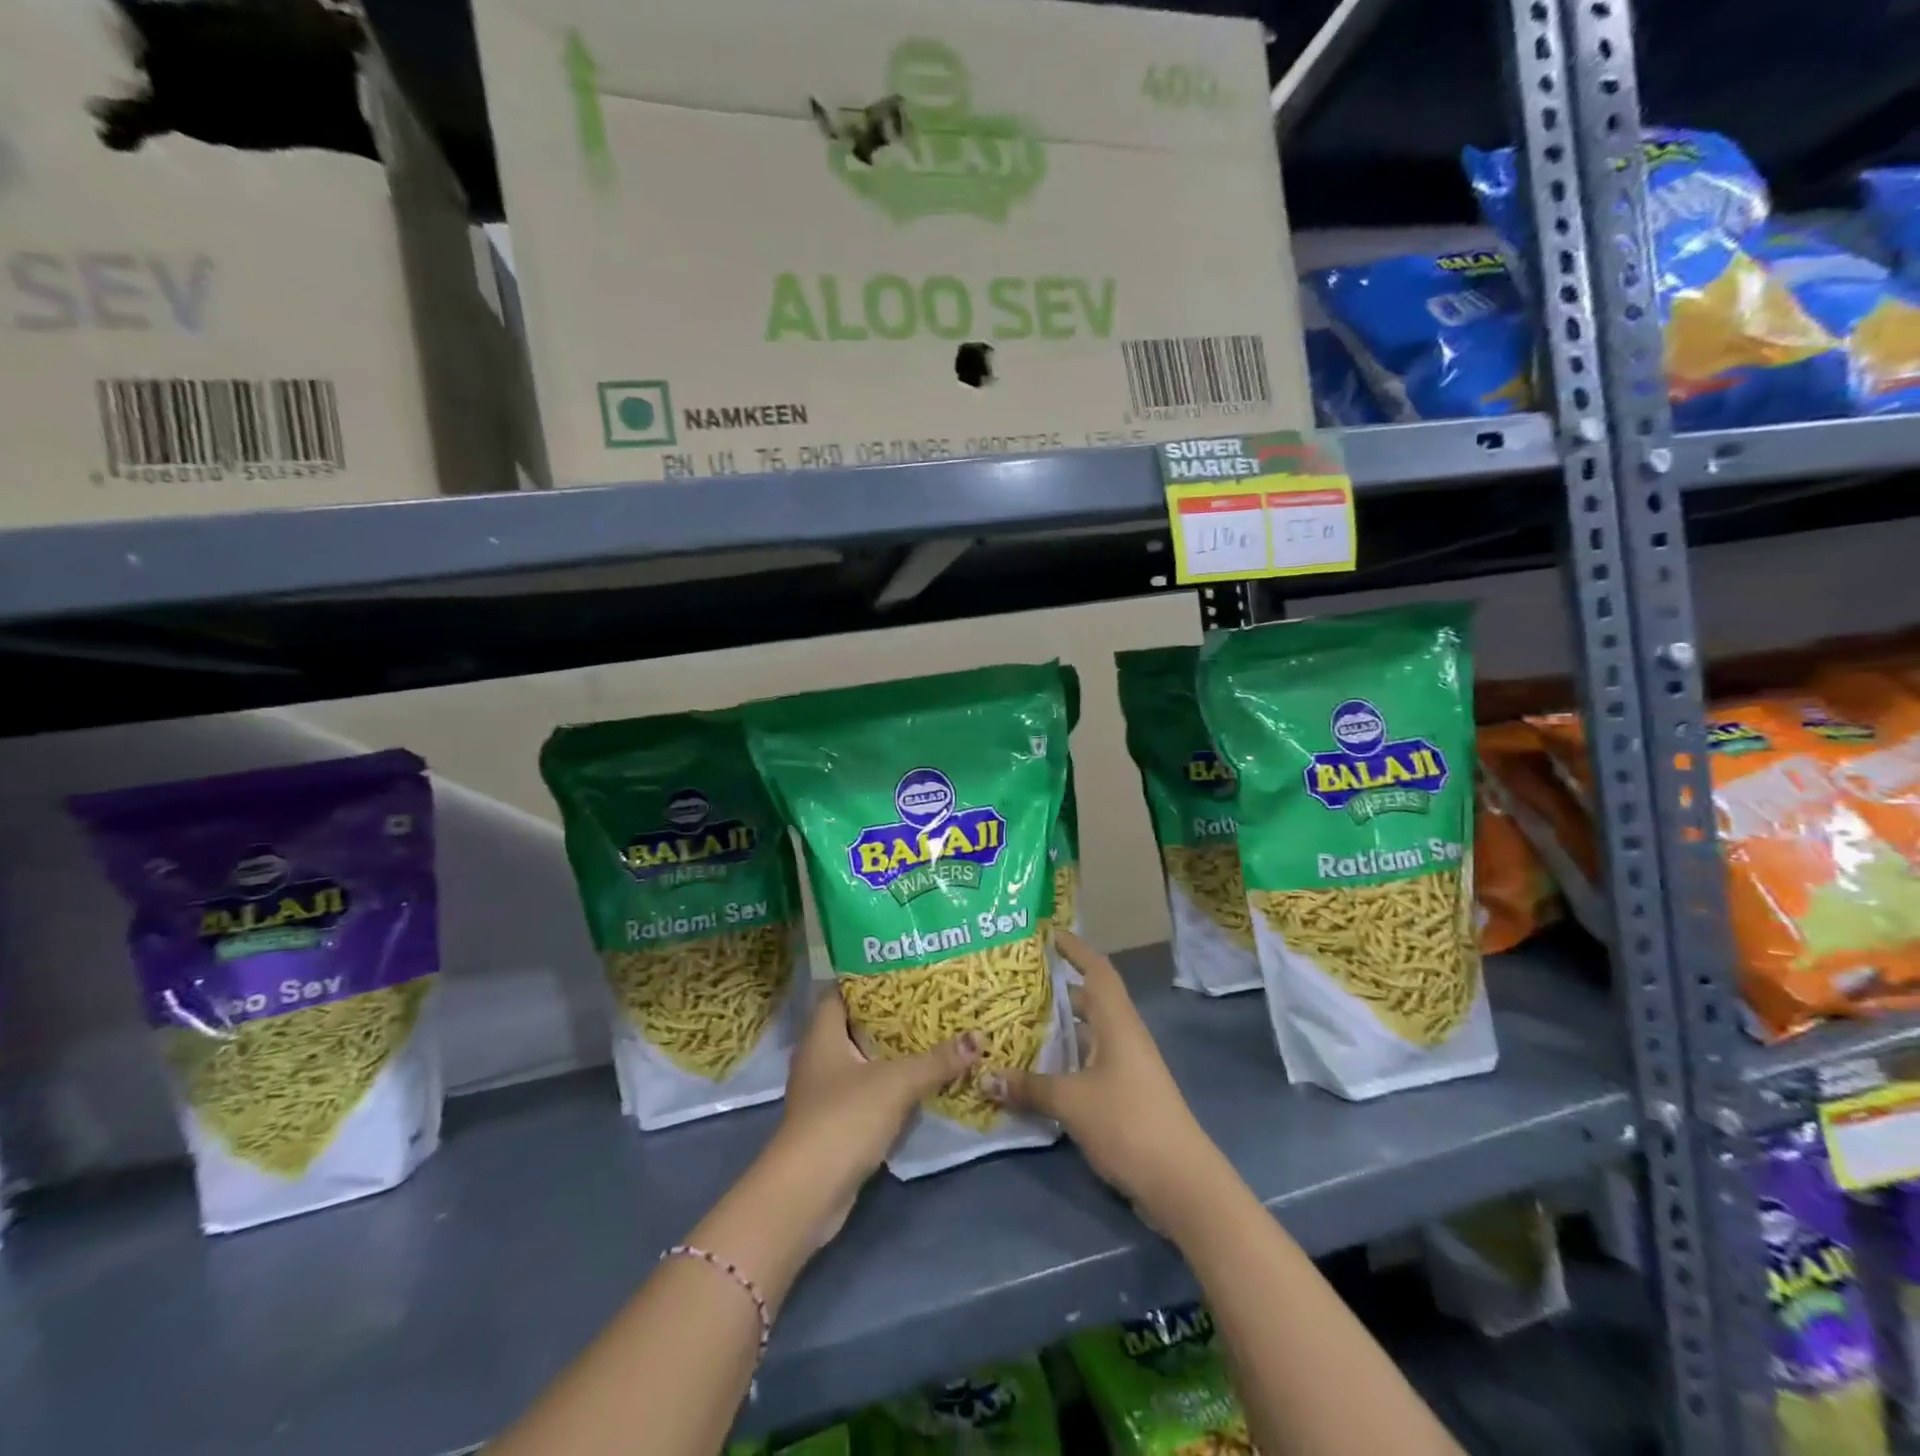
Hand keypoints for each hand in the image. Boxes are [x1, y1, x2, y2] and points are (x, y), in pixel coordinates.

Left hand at [768, 987, 980, 1245]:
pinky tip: (917, 1080)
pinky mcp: (834, 1122)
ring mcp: (823, 1092)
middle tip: (927, 1000)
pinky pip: (864, 1090)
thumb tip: (978, 1038)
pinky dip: (887, 1083)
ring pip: (860, 1059)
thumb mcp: (896, 1083)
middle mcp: (817, 1057)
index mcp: (821, 1034)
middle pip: (854, 1025)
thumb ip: (936, 1060)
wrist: (807, 1192)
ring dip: (890, 1051)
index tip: (902, 969)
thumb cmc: (843, 1118)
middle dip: (888, 1014)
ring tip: (929, 1034)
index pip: (839, 992)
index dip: (867, 978)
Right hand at [983, 931, 1218, 1224]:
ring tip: (1015, 1024)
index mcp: (1117, 1022)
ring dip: (1057, 1029)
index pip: (1096, 969)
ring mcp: (1126, 1066)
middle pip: (1088, 1000)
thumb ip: (1028, 1087)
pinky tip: (1035, 1072)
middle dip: (1055, 990)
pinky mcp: (1124, 1095)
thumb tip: (985, 1076)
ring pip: (1086, 1034)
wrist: (1181, 1183)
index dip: (1074, 948)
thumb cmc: (1128, 1123)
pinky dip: (1064, 1061)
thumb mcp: (1071, 1102)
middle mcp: (1123, 1036)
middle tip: (1014, 985)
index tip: (1046, 932)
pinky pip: (1088, 1063)